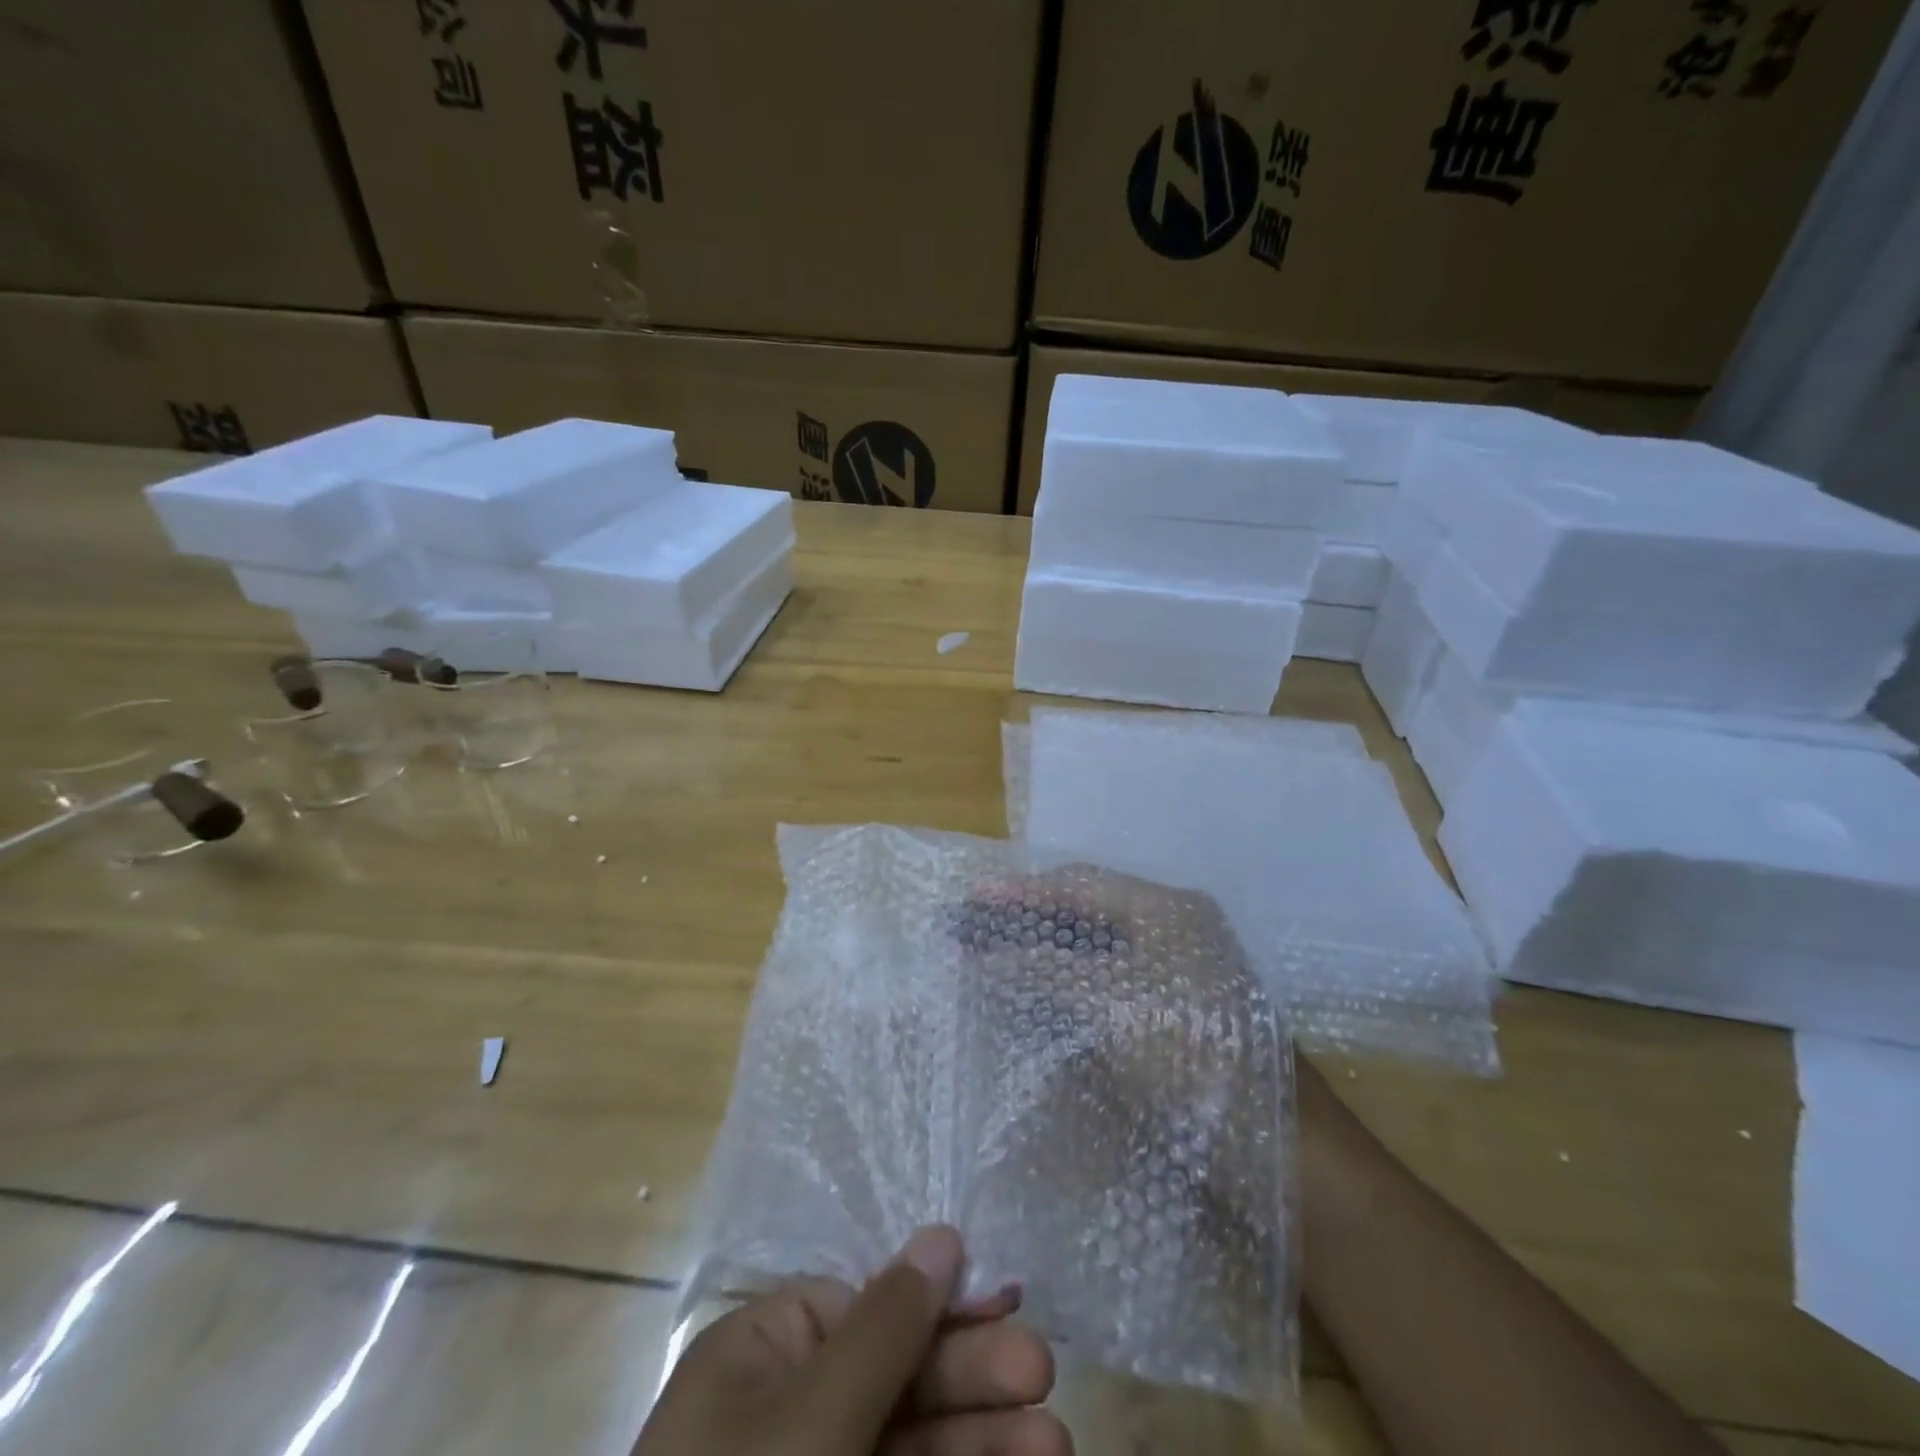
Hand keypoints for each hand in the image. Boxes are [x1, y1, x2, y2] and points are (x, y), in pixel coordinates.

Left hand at [633, 1227, 1071, 1455]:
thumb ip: (887, 1325)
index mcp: (763, 1352)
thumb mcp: (816, 1411)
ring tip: (1058, 1441)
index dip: (939, 1304)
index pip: (867, 1304)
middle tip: (1043, 1374)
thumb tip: (942, 1236)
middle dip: (973, 1376)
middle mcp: (787, 1408)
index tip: (1006, 1303)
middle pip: (898, 1373)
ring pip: (913, 1442)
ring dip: (983, 1440)